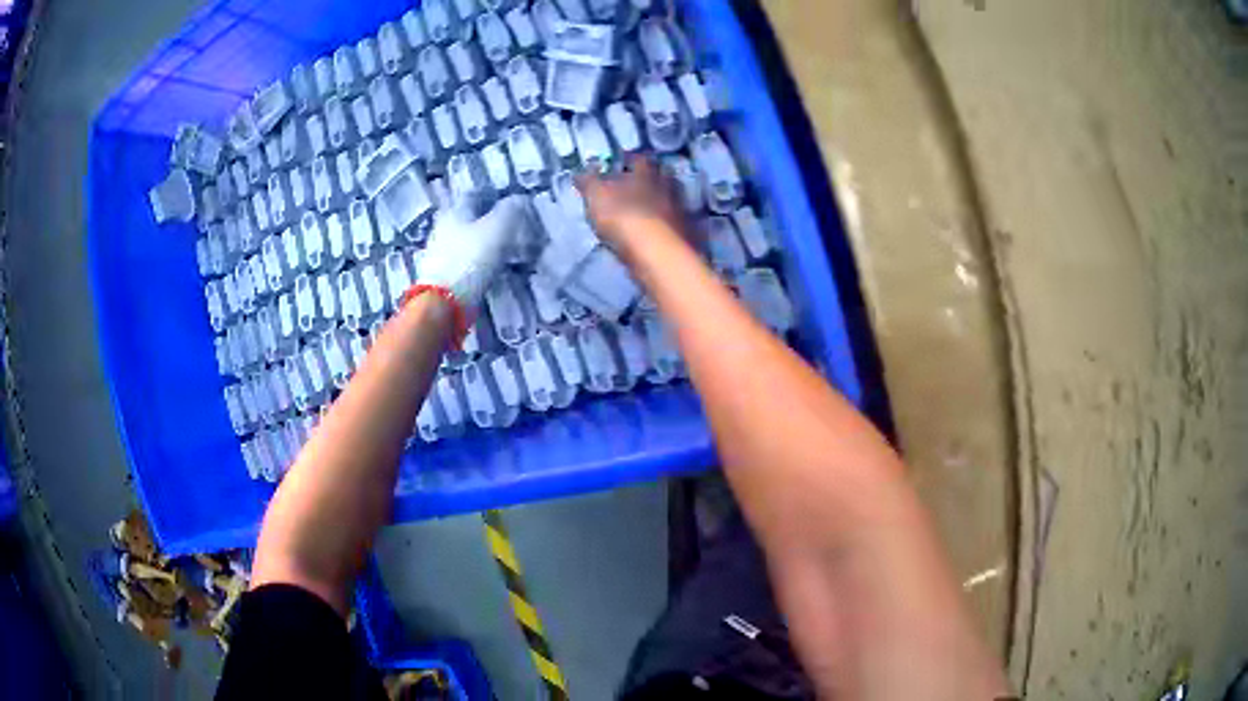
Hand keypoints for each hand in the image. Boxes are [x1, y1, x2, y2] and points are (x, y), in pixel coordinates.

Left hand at [417, 196, 527, 311]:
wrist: (443, 304)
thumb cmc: (470, 259)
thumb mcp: (498, 229)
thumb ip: (511, 210)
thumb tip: (520, 199)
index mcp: (454, 211)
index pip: (475, 194)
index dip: (494, 196)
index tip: (512, 205)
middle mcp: (443, 227)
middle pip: (469, 218)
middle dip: (489, 221)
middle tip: (512, 229)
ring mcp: (440, 253)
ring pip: (467, 240)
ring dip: (484, 243)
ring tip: (506, 251)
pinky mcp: (442, 275)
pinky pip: (465, 261)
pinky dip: (478, 262)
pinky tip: (490, 269)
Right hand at [576, 156, 688, 258]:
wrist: (658, 255)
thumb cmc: (624, 219)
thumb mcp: (597, 198)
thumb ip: (589, 183)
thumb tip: (581, 172)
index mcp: (646, 174)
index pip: (640, 160)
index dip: (630, 160)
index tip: (622, 164)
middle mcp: (668, 188)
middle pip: (662, 178)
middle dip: (651, 181)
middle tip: (638, 187)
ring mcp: (681, 212)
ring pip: (671, 200)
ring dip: (661, 203)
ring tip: (647, 212)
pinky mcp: (688, 236)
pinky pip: (676, 224)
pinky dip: (667, 226)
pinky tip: (657, 233)